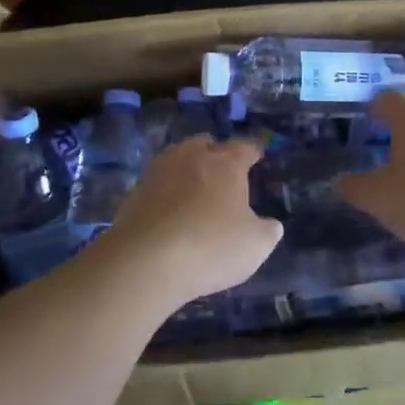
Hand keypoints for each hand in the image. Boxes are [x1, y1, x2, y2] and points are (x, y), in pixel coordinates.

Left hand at [102, 137, 282, 307]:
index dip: (252, 152)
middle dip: (215, 153)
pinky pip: (157, 185)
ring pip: (177, 159)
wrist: (146, 260)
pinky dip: (165, 193)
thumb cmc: (211, 246)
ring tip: (194, 189)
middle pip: (205, 144)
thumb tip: (271, 224)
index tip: (256, 156)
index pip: (244, 148)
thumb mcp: (255, 245)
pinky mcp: (134, 193)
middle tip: (222, 170)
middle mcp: (191, 157)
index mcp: (226, 164)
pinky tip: (169, 212)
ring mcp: (159, 172)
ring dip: (186, 169)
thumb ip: (267, 231)